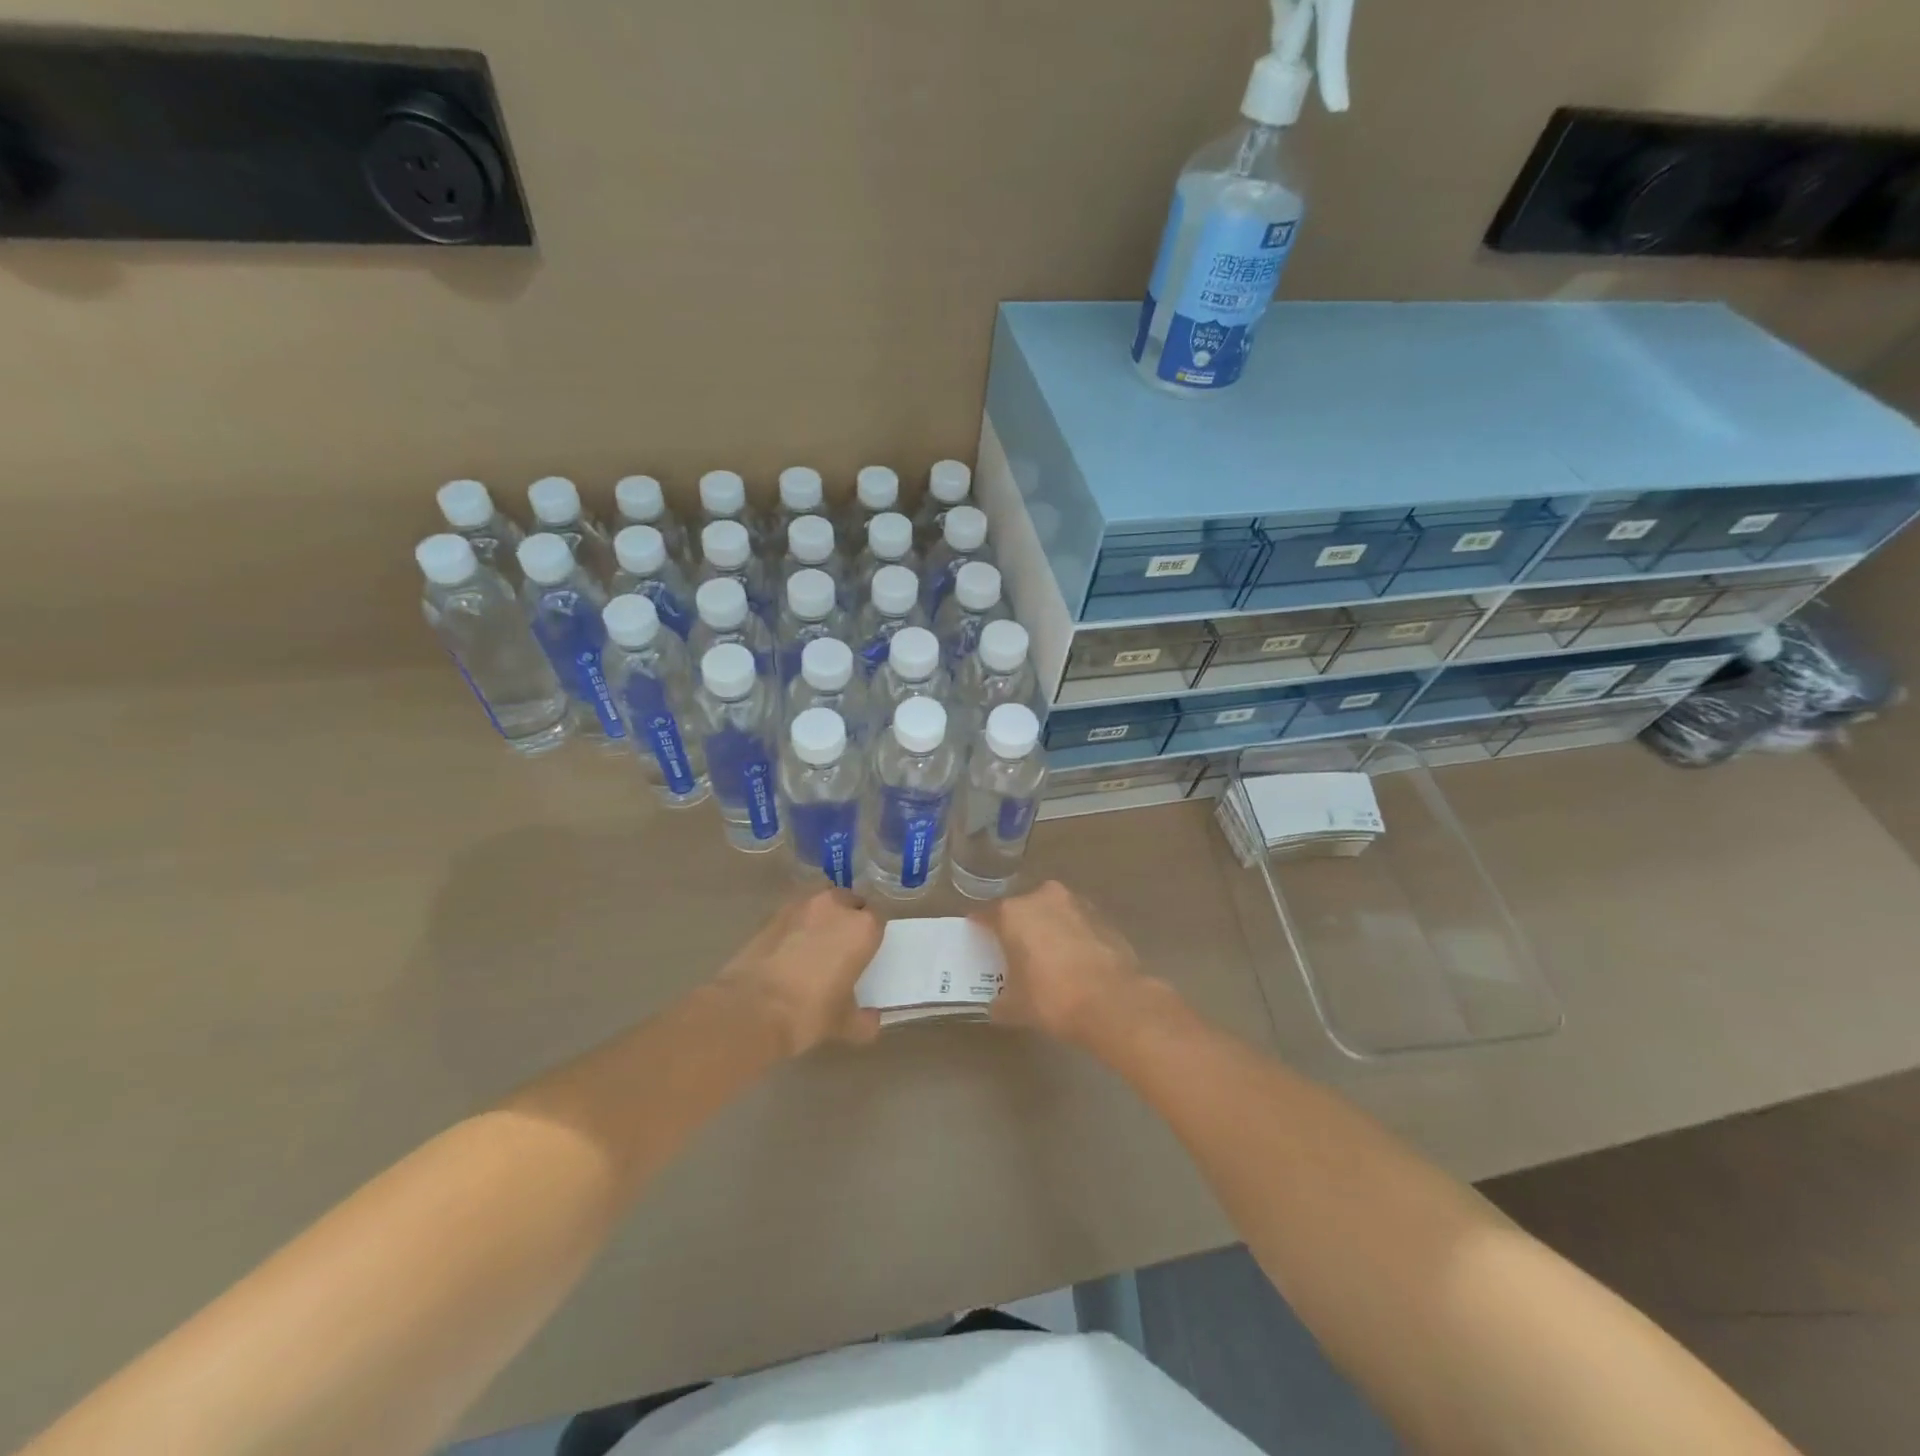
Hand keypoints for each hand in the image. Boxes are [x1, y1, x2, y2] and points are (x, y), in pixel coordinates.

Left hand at [716, 890, 883, 1054]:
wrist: (751, 1008)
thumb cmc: (810, 1012)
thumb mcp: (844, 1024)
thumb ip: (864, 1020)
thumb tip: (872, 1020)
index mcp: (863, 927)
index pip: (878, 919)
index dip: (872, 935)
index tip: (866, 952)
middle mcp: (835, 906)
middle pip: (850, 902)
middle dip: (848, 918)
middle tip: (841, 947)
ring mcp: (801, 905)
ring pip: (821, 902)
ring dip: (822, 916)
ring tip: (814, 943)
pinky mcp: (772, 914)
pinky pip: (794, 913)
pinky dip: (796, 925)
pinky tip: (789, 949)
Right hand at [977, 881, 1158, 1043]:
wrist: (1113, 1001)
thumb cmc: (1052, 998)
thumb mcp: (1016, 1007)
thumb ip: (1000, 1001)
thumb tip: (997, 1005)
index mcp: (1014, 913)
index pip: (987, 914)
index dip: (981, 927)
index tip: (978, 937)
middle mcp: (1043, 898)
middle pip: (1023, 909)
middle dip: (1018, 926)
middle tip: (1015, 950)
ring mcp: (1076, 904)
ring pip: (1053, 912)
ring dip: (1048, 928)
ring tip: (1047, 956)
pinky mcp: (1103, 917)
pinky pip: (1077, 923)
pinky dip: (1072, 936)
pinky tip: (1074, 961)